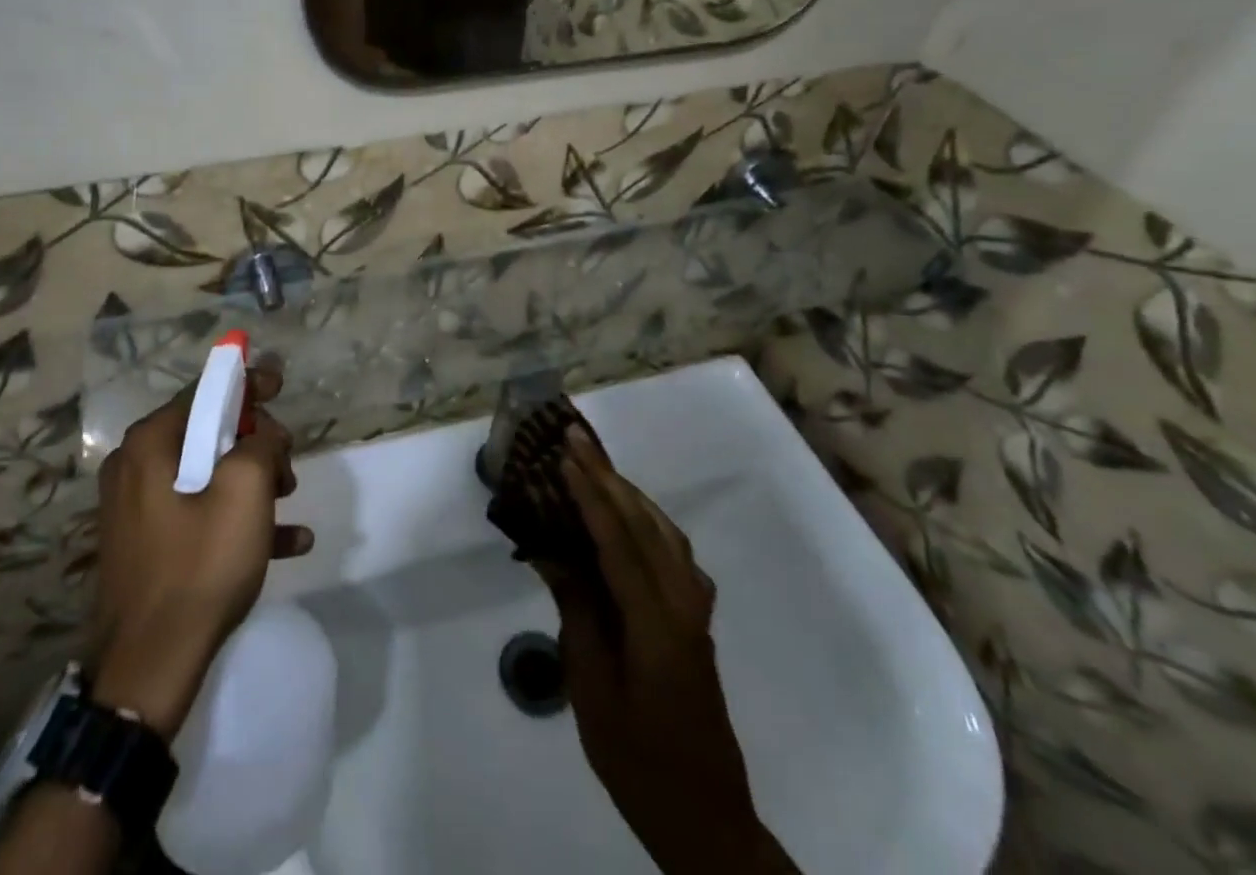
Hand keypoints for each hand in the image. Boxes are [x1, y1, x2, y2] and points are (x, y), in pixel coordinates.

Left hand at [88, 361, 312, 739]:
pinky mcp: (148, 544)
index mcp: (151, 442)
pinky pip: (199, 514)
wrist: (147, 669)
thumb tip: (263, 433)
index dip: (248, 383)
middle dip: (256, 444)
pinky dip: (238, 518)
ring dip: (253, 482)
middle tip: (287, 470)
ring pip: (208, 474)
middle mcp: (136, 466)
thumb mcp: (246, 490)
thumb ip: (262, 442)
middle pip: (209, 433)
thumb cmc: (199, 565)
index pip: (206, 391)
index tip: (280, 384)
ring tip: (289, 503)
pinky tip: (288, 541)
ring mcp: (138, 508)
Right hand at [542, 429, 796, 872]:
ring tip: (594, 464)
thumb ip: (576, 611)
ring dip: (628, 492)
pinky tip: (630, 520)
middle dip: (607, 475)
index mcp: (655, 622)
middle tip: (575, 436)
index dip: (588, 493)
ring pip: (664, 532)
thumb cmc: (638, 759)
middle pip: (643, 523)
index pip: (617, 539)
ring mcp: (695, 611)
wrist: (706, 818)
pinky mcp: (697, 622)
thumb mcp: (591, 688)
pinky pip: (674, 554)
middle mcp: (683, 604)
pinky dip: (649, 521)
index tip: (563, 454)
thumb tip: (550, 551)